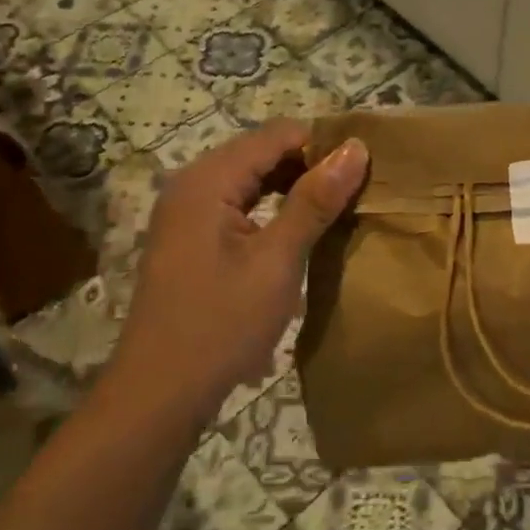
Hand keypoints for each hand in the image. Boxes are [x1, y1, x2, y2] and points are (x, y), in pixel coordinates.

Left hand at [106, 119, 367, 426]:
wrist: (160, 394)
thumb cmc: (221, 324)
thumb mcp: (276, 261)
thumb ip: (314, 201)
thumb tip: (355, 149)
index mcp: (207, 180)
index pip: (276, 135)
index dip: (324, 143)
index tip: (368, 166)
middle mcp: (192, 185)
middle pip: (262, 153)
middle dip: (312, 165)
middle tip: (361, 188)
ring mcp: (188, 214)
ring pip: (253, 180)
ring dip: (296, 188)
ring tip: (342, 207)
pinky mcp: (192, 240)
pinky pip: (241, 206)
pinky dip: (275, 210)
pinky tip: (305, 230)